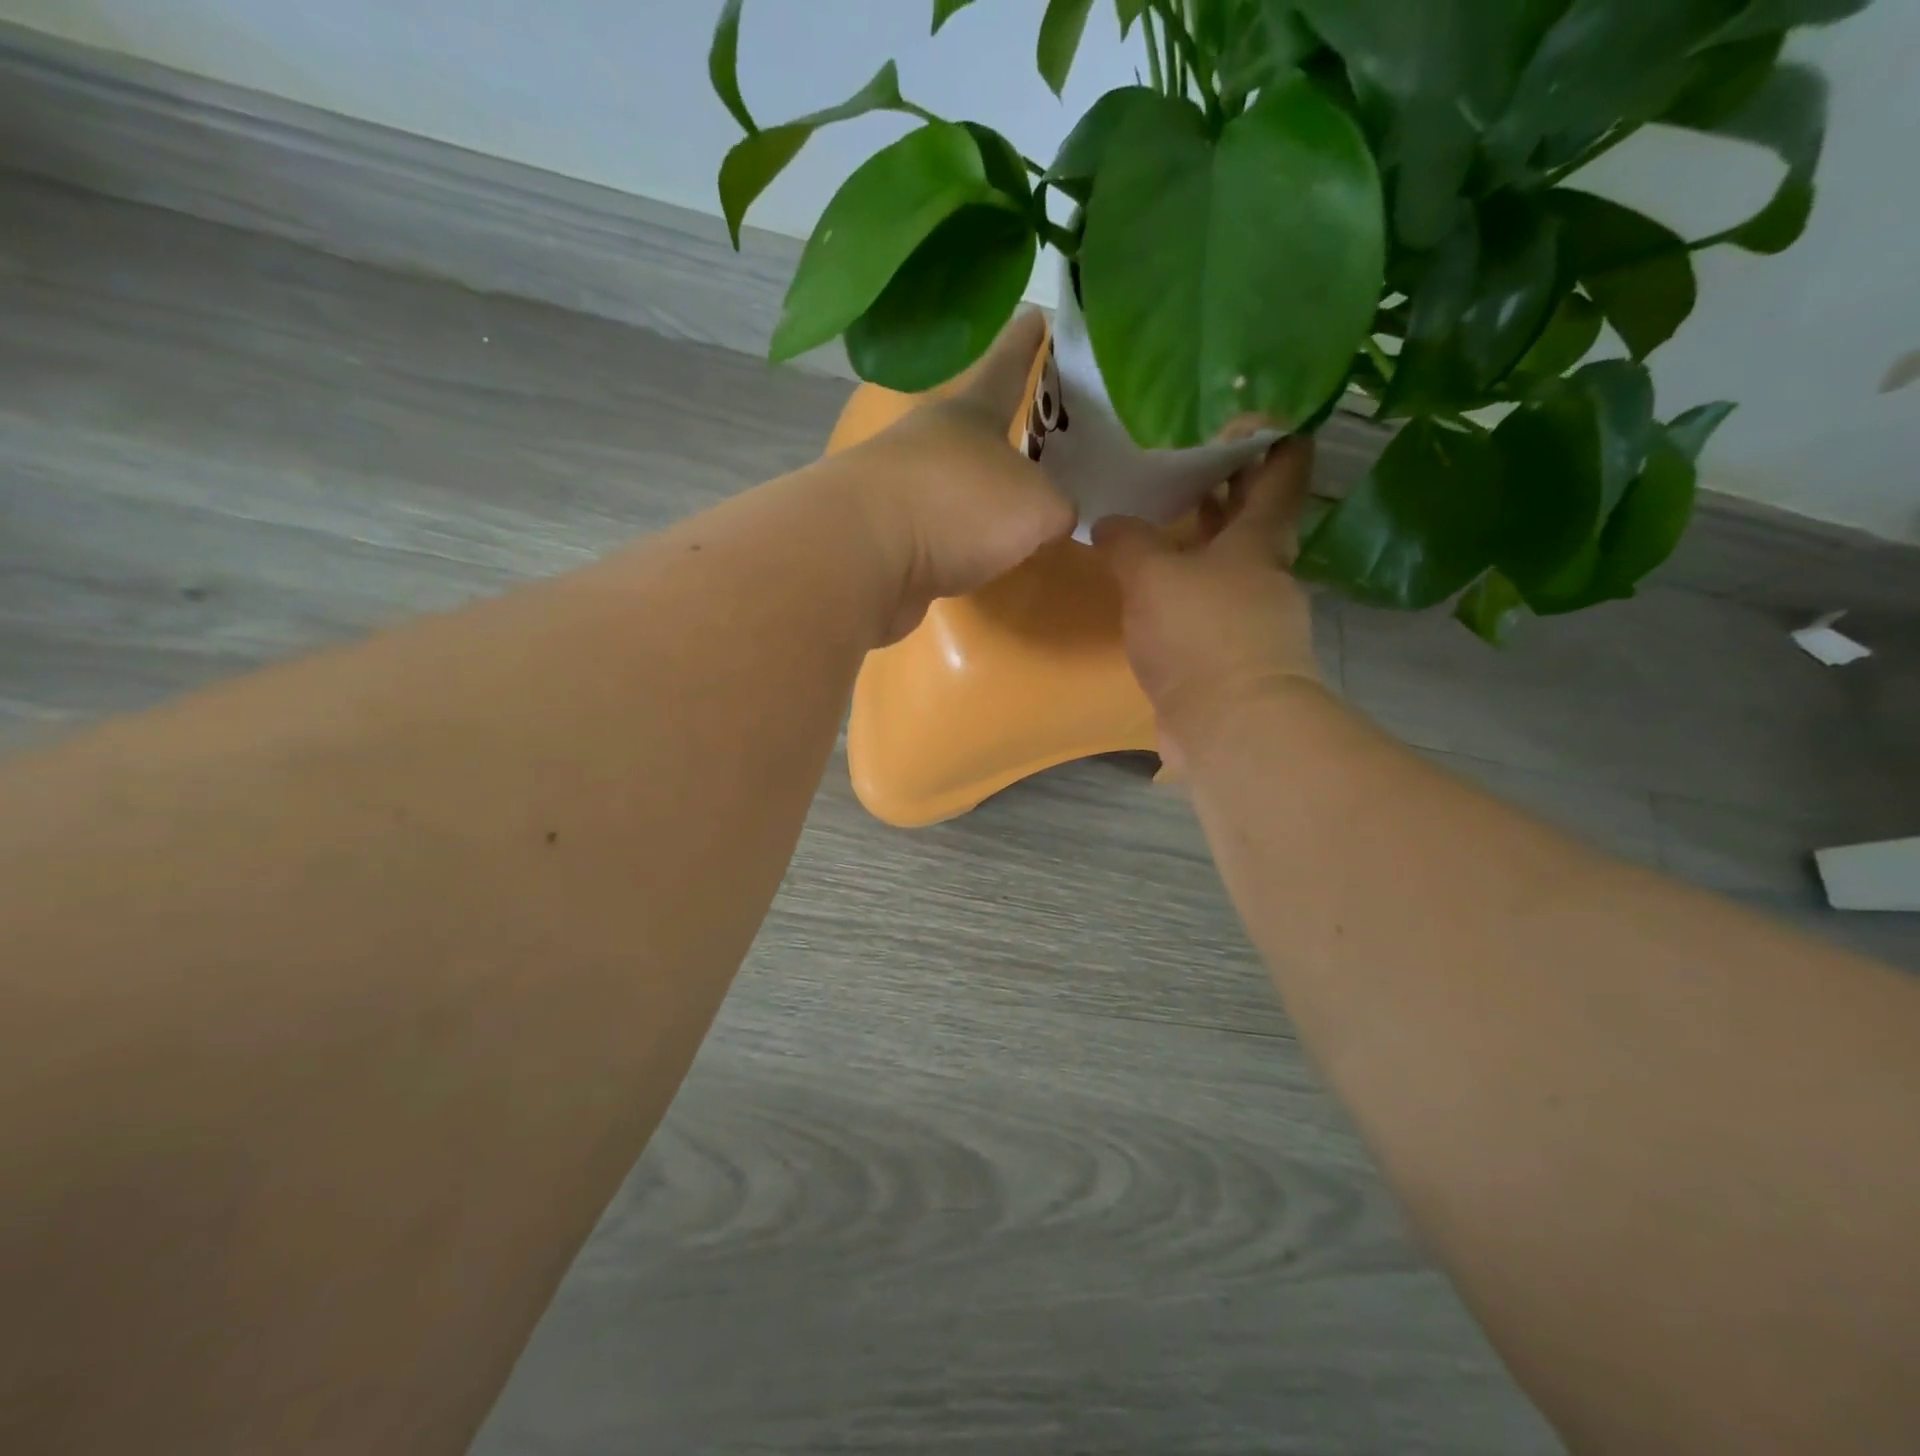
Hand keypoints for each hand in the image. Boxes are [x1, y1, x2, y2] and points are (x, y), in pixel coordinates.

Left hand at [834, 311, 1075, 643]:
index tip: (1035, 313)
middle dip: (1002, 438)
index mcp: (970, 413)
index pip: (1005, 367)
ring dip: (977, 498)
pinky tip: (975, 560)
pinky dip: (955, 544)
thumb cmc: (959, 507)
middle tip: (1036, 447)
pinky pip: (933, 533)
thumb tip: (1054, 519)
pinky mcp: (882, 536)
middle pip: (973, 431)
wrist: (863, 554)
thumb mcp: (1036, 506)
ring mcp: (899, 488)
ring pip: (951, 485)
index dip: (1023, 344)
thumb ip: (1057, 509)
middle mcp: (930, 441)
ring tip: (1011, 519)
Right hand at [1094, 435, 1322, 774]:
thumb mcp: (1152, 577)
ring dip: (1200, 539)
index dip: (1272, 437)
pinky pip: (1208, 603)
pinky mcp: (1232, 653)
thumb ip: (1128, 542)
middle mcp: (1264, 572)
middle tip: (1180, 458)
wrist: (1230, 726)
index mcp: (1259, 539)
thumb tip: (1108, 523)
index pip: (1283, 470)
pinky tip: (1151, 587)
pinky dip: (1185, 586)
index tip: (1247, 415)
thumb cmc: (1202, 636)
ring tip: (1156, 517)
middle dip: (1223, 486)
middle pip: (1252, 516)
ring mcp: (1252, 616)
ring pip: (1227, 562)